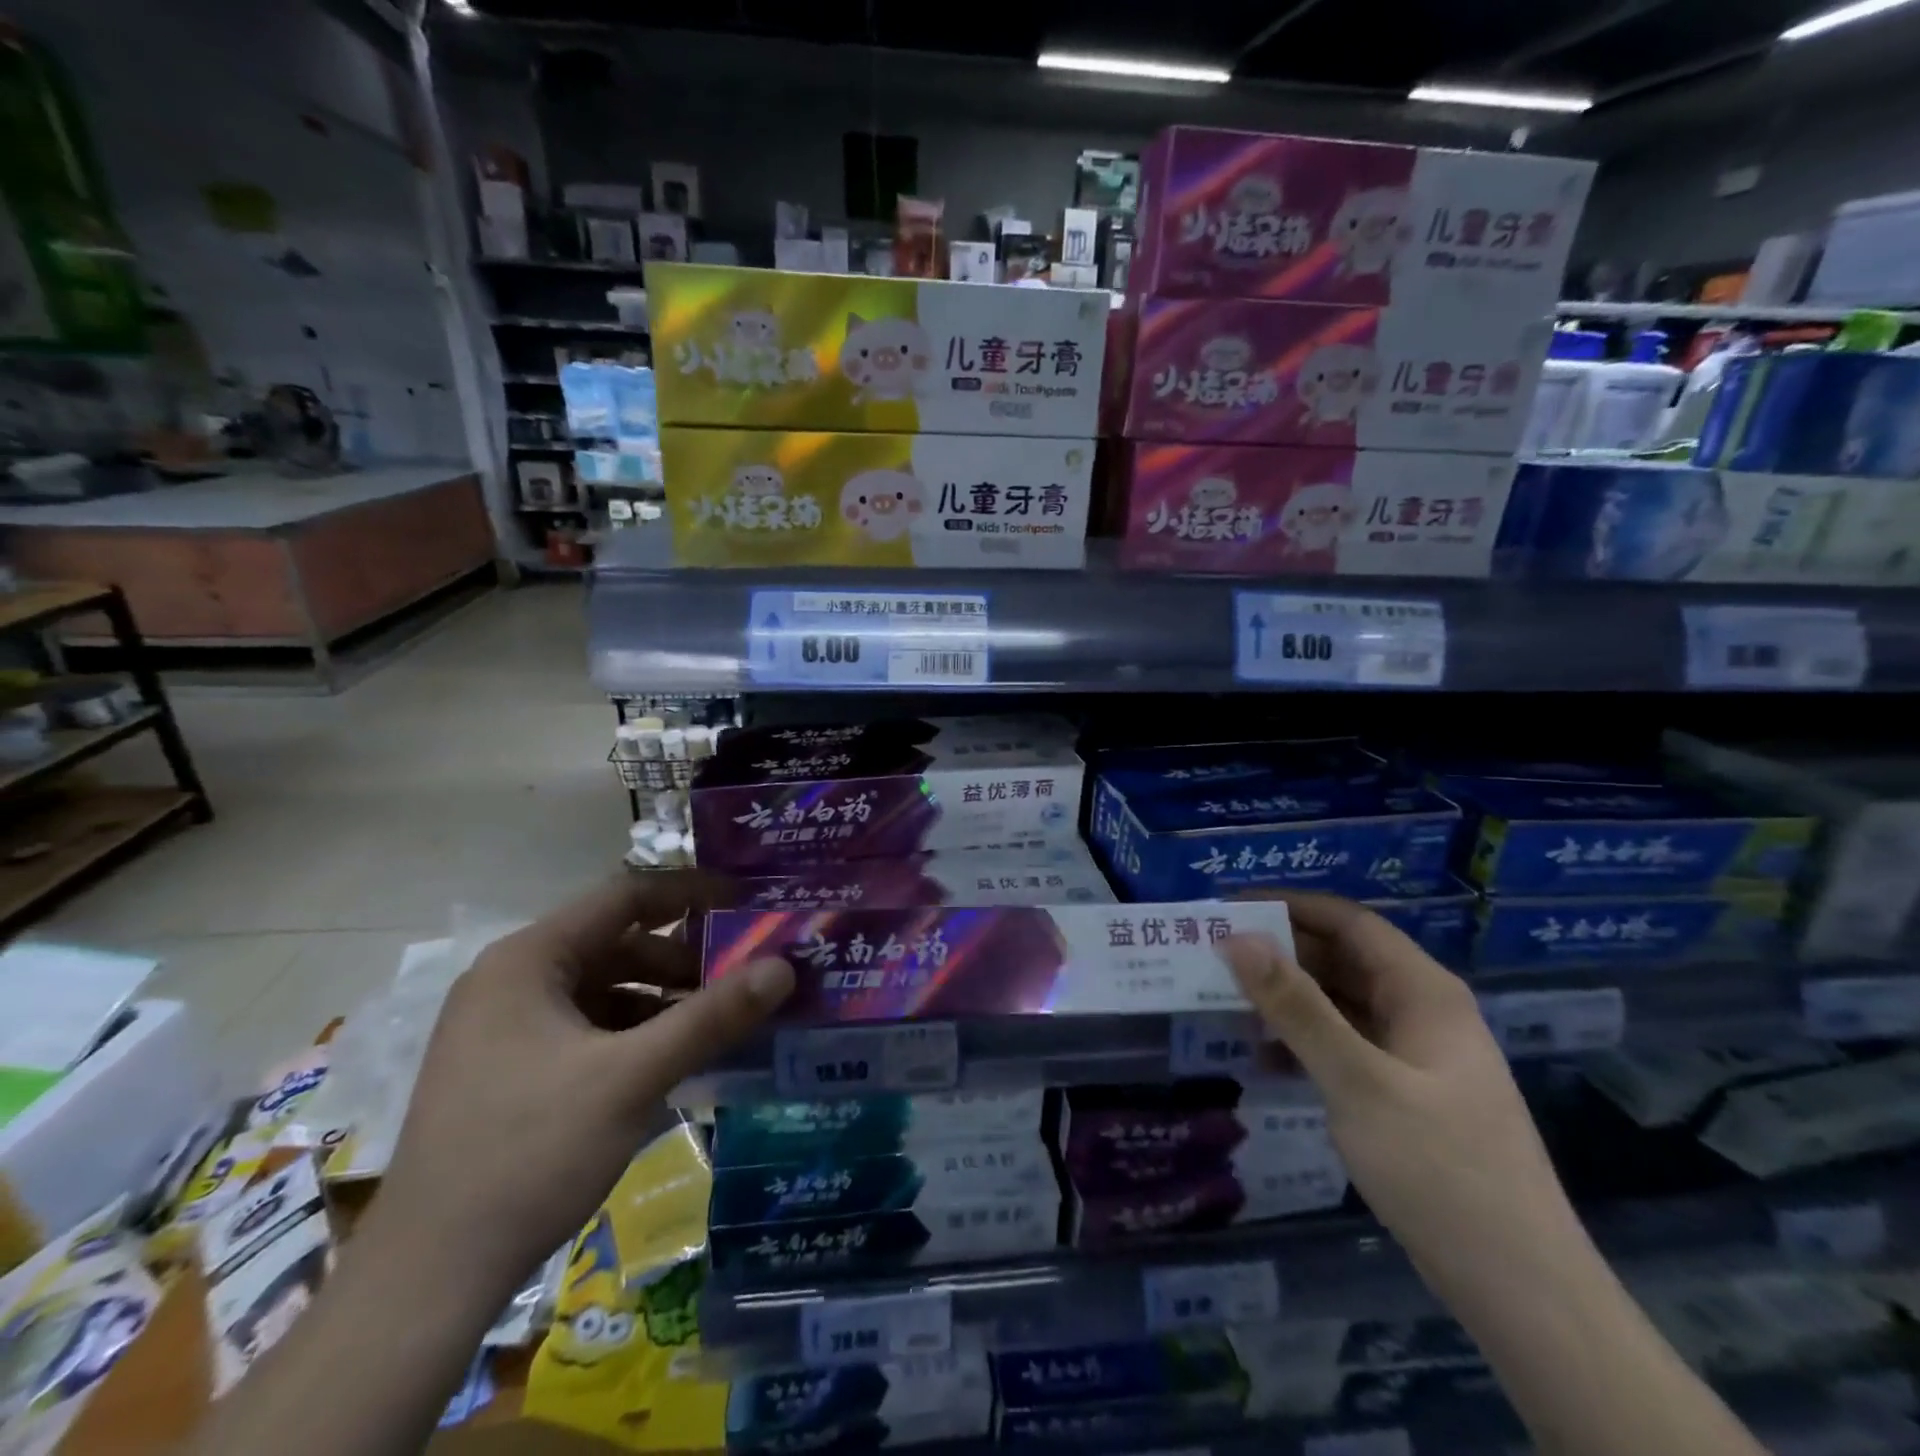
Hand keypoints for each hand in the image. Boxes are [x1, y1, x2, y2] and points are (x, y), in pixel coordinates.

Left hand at [362, 873, 793, 1310]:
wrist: (426, 1282)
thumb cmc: (530, 1154)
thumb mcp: (632, 1078)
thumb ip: (712, 1017)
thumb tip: (784, 967)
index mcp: (528, 960)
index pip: (624, 895)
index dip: (690, 892)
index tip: (747, 902)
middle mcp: (510, 979)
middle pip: (615, 942)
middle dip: (681, 958)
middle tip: (741, 977)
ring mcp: (503, 1027)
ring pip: (602, 988)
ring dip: (661, 999)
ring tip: (715, 1023)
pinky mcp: (506, 1070)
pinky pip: (586, 1027)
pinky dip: (633, 1033)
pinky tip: (670, 1061)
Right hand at [1220, 893, 1583, 1298]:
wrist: (1521, 1290)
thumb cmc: (1441, 1170)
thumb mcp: (1358, 1081)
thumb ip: (1296, 1007)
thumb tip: (1238, 938)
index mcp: (1422, 991)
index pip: (1349, 921)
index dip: (1289, 905)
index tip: (1228, 908)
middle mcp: (1419, 1010)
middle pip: (1341, 958)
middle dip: (1279, 952)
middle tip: (1213, 954)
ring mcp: (1413, 1054)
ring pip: (1338, 1003)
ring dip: (1286, 999)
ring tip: (1225, 1000)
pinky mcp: (1402, 1093)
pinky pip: (1343, 1045)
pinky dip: (1302, 1042)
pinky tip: (1263, 1059)